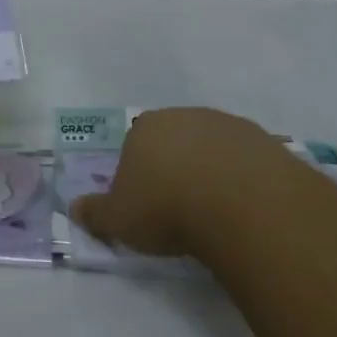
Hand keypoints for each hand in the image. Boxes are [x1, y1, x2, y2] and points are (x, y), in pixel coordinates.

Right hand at [70, 107, 285, 258]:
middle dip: (175, 166)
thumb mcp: (119, 220)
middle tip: (180, 207)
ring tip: (216, 211)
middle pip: (175, 139)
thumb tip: (74, 208)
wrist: (238, 202)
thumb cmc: (166, 208)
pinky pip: (245, 159)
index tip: (147, 204)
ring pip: (212, 146)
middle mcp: (184, 116)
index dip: (140, 173)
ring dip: (211, 169)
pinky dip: (243, 177)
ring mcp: (226, 124)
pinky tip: (245, 206)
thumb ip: (95, 213)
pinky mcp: (262, 140)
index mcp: (145, 127)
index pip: (135, 144)